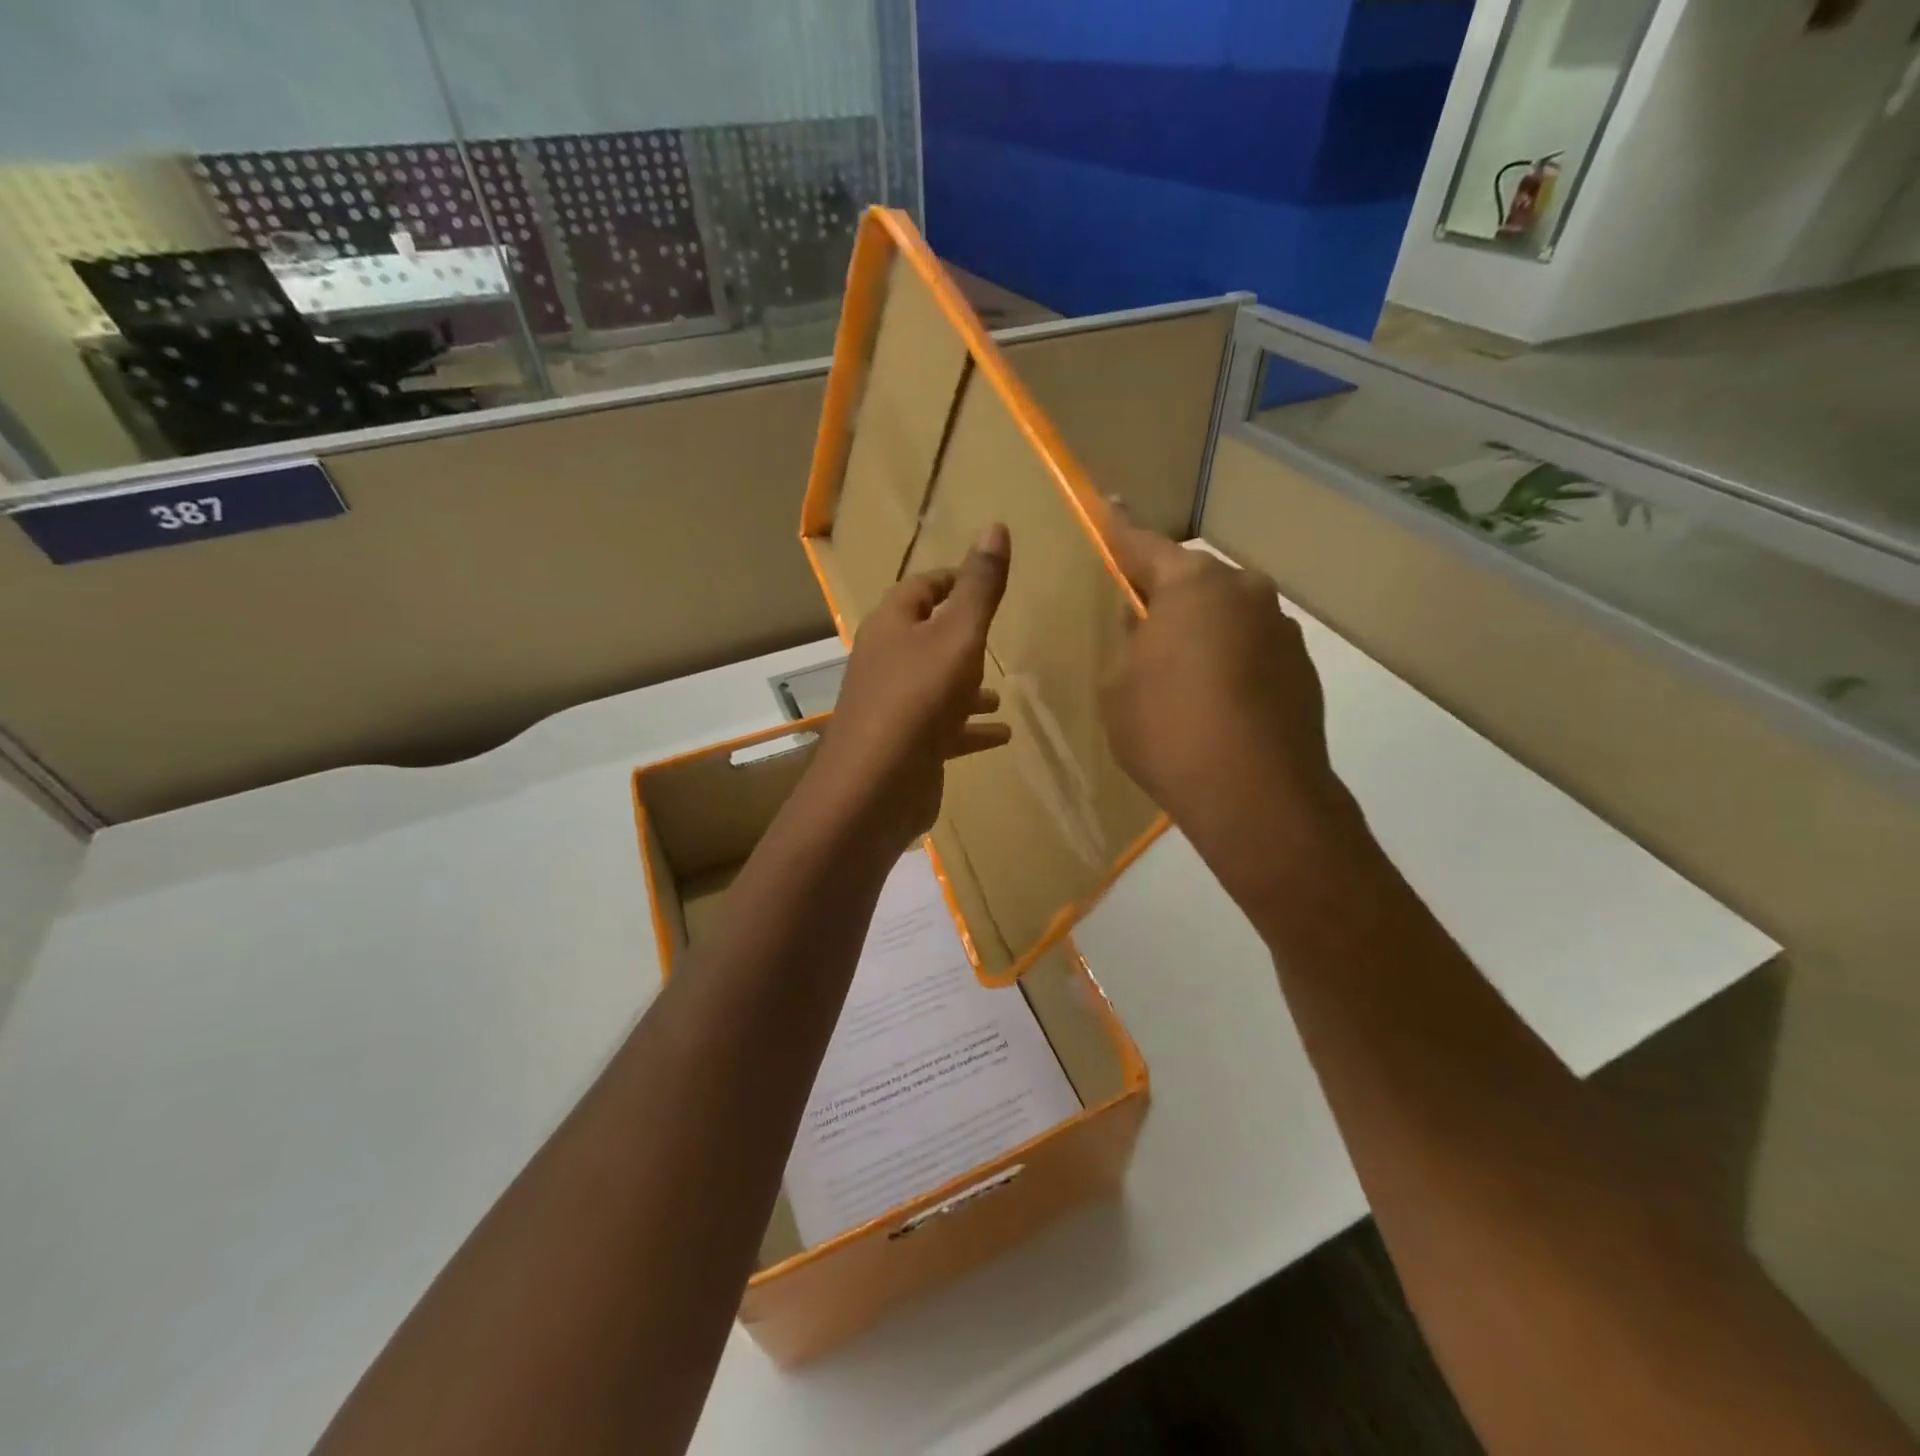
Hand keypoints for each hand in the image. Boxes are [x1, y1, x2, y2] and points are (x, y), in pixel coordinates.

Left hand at [804, 523, 1012, 857]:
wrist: (877, 785)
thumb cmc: (918, 698)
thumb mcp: (958, 634)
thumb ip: (980, 586)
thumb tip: (995, 525)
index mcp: (892, 626)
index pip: (920, 588)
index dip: (951, 580)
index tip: (983, 581)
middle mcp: (887, 662)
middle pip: (925, 638)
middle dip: (960, 636)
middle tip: (995, 636)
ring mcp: (894, 707)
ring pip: (936, 686)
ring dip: (967, 687)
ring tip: (1001, 693)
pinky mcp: (907, 746)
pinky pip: (945, 730)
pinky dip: (971, 729)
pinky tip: (1002, 735)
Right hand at [1099, 508, 1354, 896]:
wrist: (1257, 797)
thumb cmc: (1168, 732)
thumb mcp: (1119, 687)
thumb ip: (1128, 643)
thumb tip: (1144, 621)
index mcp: (1193, 586)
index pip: (1144, 545)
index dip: (1119, 529)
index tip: (1109, 503)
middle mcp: (1244, 592)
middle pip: (1194, 582)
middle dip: (1166, 596)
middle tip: (1139, 625)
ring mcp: (1280, 629)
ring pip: (1226, 616)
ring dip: (1201, 632)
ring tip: (1179, 677)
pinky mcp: (1302, 668)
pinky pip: (1251, 649)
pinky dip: (1230, 662)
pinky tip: (1215, 704)